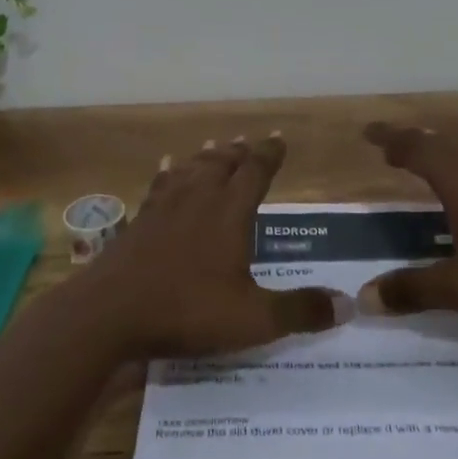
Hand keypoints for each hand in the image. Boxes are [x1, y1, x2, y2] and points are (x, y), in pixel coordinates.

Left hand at [82, 134, 350, 358]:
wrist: (109, 313)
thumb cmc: (186, 311)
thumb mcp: (253, 320)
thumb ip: (299, 311)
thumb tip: (347, 304)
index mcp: (230, 213)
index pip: (256, 172)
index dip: (269, 154)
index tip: (279, 138)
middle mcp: (198, 198)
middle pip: (222, 164)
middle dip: (240, 152)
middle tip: (249, 141)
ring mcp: (164, 206)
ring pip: (191, 169)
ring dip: (207, 156)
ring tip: (215, 145)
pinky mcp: (140, 220)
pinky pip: (159, 185)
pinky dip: (168, 172)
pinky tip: (167, 166)